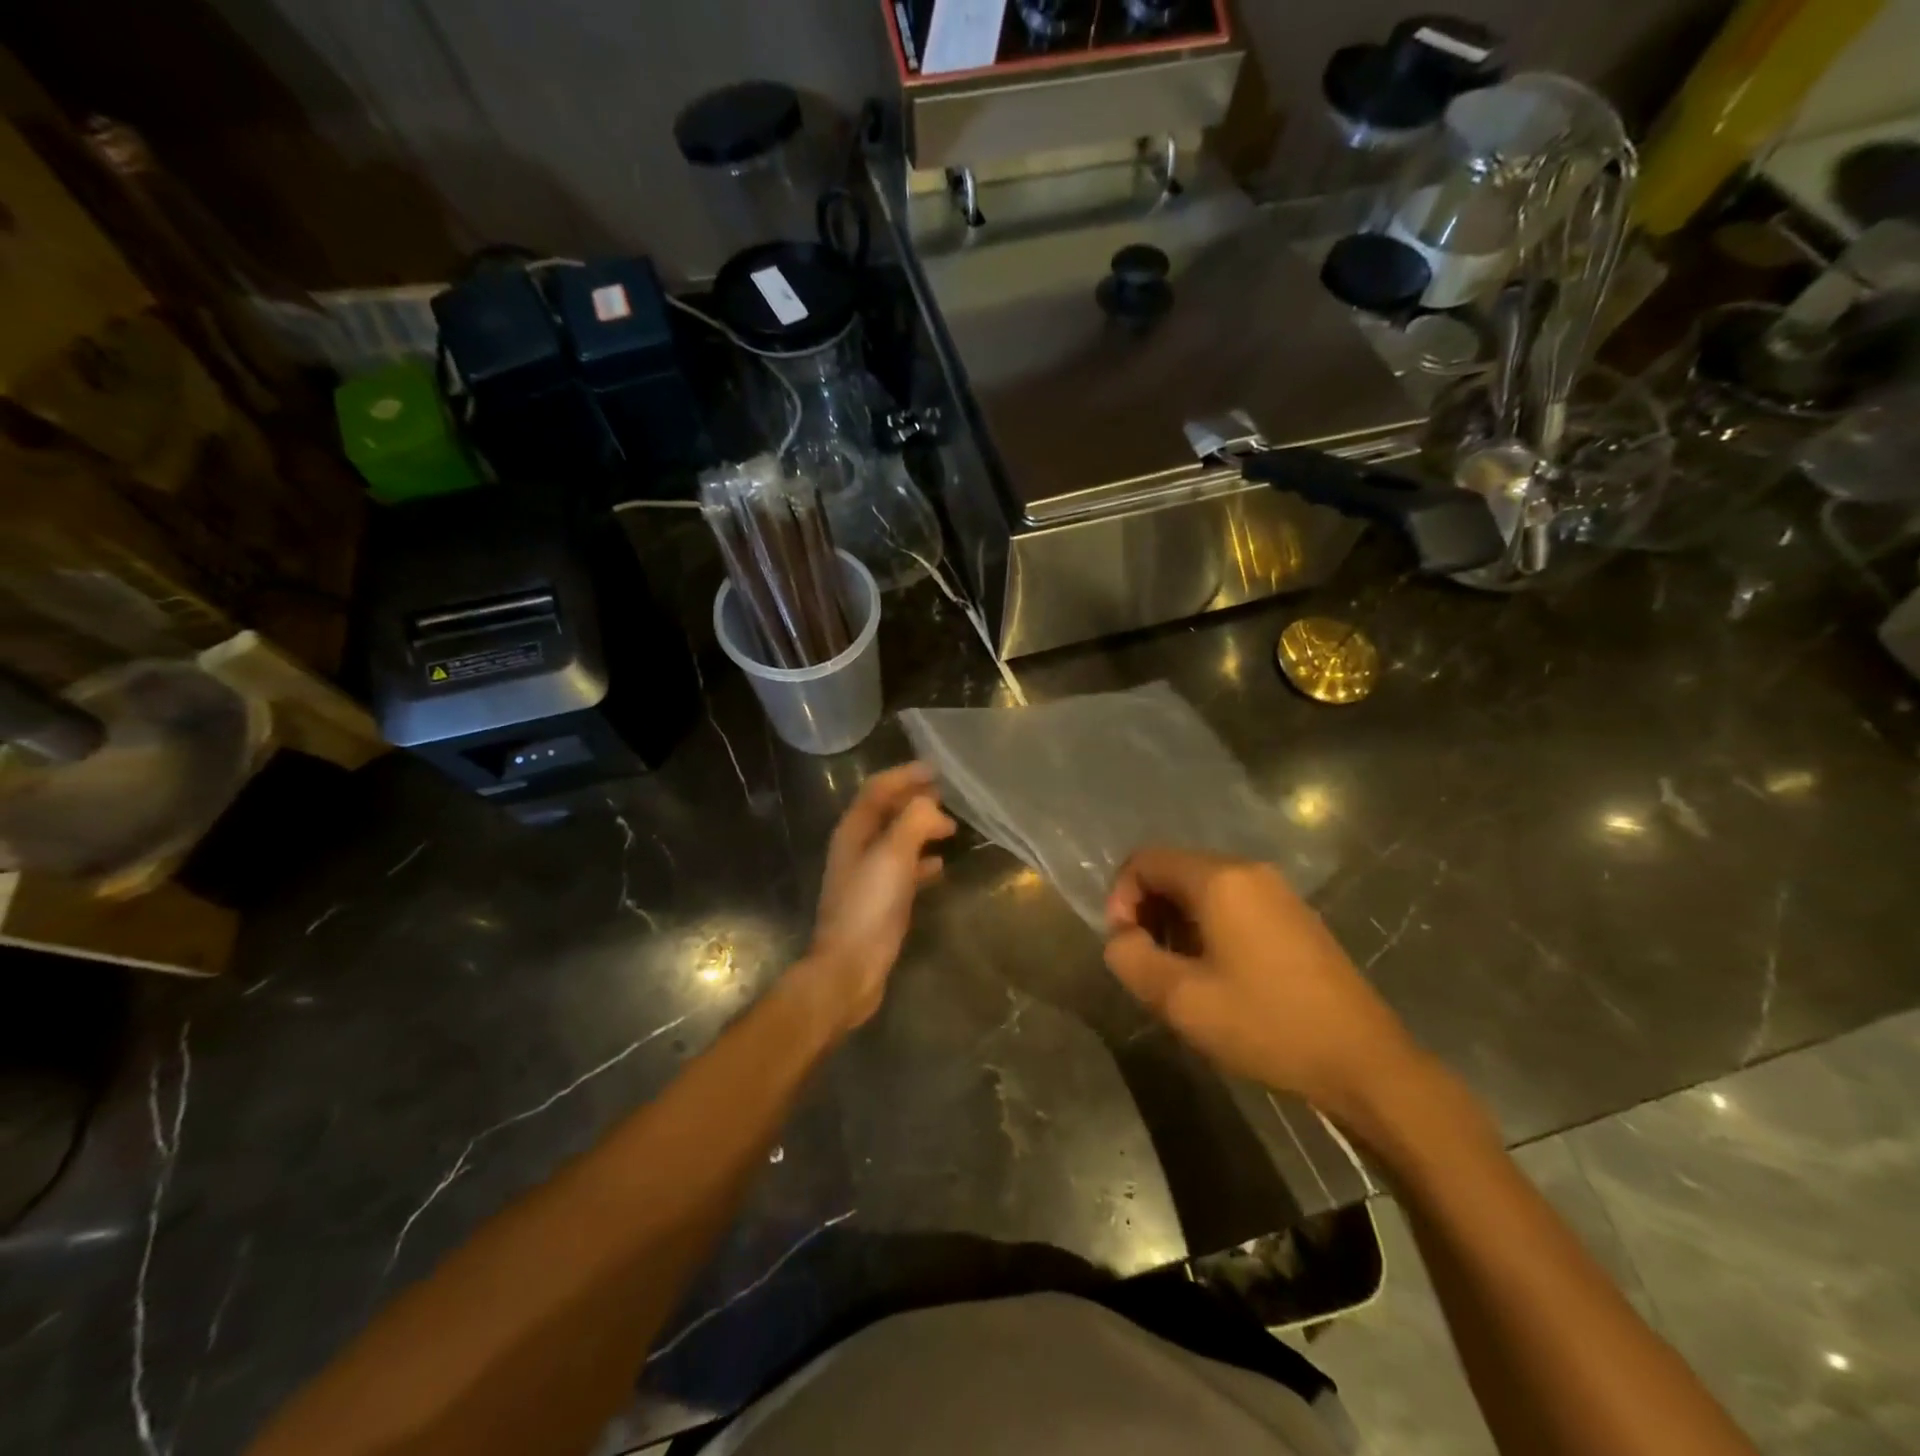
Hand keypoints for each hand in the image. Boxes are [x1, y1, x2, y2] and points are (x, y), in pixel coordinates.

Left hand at [801, 763, 955, 1033]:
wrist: (850, 969)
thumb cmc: (869, 907)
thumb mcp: (893, 856)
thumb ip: (913, 821)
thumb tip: (932, 804)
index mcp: (853, 831)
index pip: (877, 789)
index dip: (905, 775)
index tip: (937, 770)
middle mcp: (857, 848)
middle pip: (887, 811)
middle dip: (915, 799)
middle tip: (948, 795)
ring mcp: (868, 875)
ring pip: (897, 839)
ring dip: (921, 828)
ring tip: (950, 826)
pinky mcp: (880, 900)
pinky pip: (903, 869)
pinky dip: (922, 860)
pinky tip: (940, 865)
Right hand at [1103, 848, 1423, 1121]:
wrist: (1364, 1062)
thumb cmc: (1266, 1025)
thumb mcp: (1181, 1000)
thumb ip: (1131, 959)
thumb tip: (1121, 939)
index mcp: (1220, 880)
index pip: (1145, 860)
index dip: (1120, 897)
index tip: (1124, 944)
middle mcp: (1249, 871)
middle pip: (1174, 870)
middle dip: (1147, 910)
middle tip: (1147, 962)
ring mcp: (1278, 892)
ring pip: (1203, 889)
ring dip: (1176, 921)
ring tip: (1179, 973)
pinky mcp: (1295, 917)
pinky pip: (1234, 903)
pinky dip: (1208, 926)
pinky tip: (1218, 974)